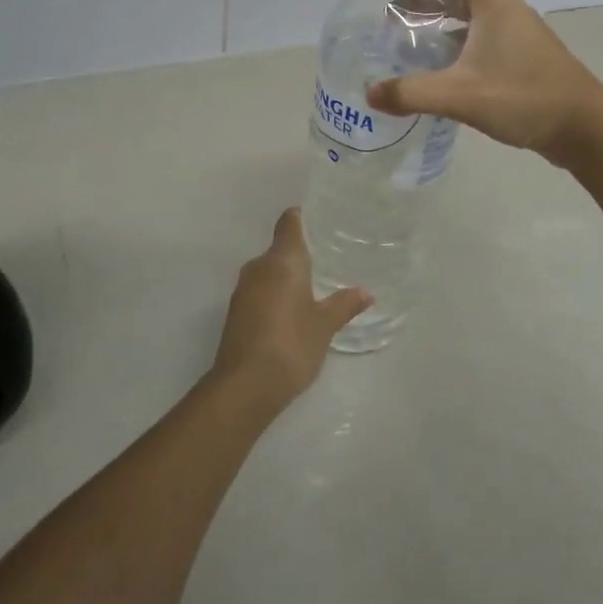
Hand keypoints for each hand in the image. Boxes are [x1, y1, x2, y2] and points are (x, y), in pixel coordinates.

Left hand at [210, 209, 370, 412]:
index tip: (321, 220)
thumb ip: (344, 304)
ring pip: (269, 271)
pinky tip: (293, 311)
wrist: (244, 386)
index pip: (289, 222)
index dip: (303, 217)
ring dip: (287, 276)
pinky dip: (276, 294)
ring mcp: (243, 290)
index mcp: (282, 261)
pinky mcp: (236, 312)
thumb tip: (366, 292)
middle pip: (280, 248)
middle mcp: (258, 267)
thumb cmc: (290, 345)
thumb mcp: (324, 325)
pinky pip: (260, 290)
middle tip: (329, 258)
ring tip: (315, 285)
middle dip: (301, 252)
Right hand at [365, 0, 602, 166]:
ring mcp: (514, 32)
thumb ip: (412, 93)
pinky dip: (454, 39)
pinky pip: (478, 34)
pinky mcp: (519, 55)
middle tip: (390, 15)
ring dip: (437, 18)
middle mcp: (504, 8)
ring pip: (468, 11)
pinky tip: (437, 66)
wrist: (584, 128)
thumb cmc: (524, 97)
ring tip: (406, 39)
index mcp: (493, 1)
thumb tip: (370, 94)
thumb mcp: (461, 95)